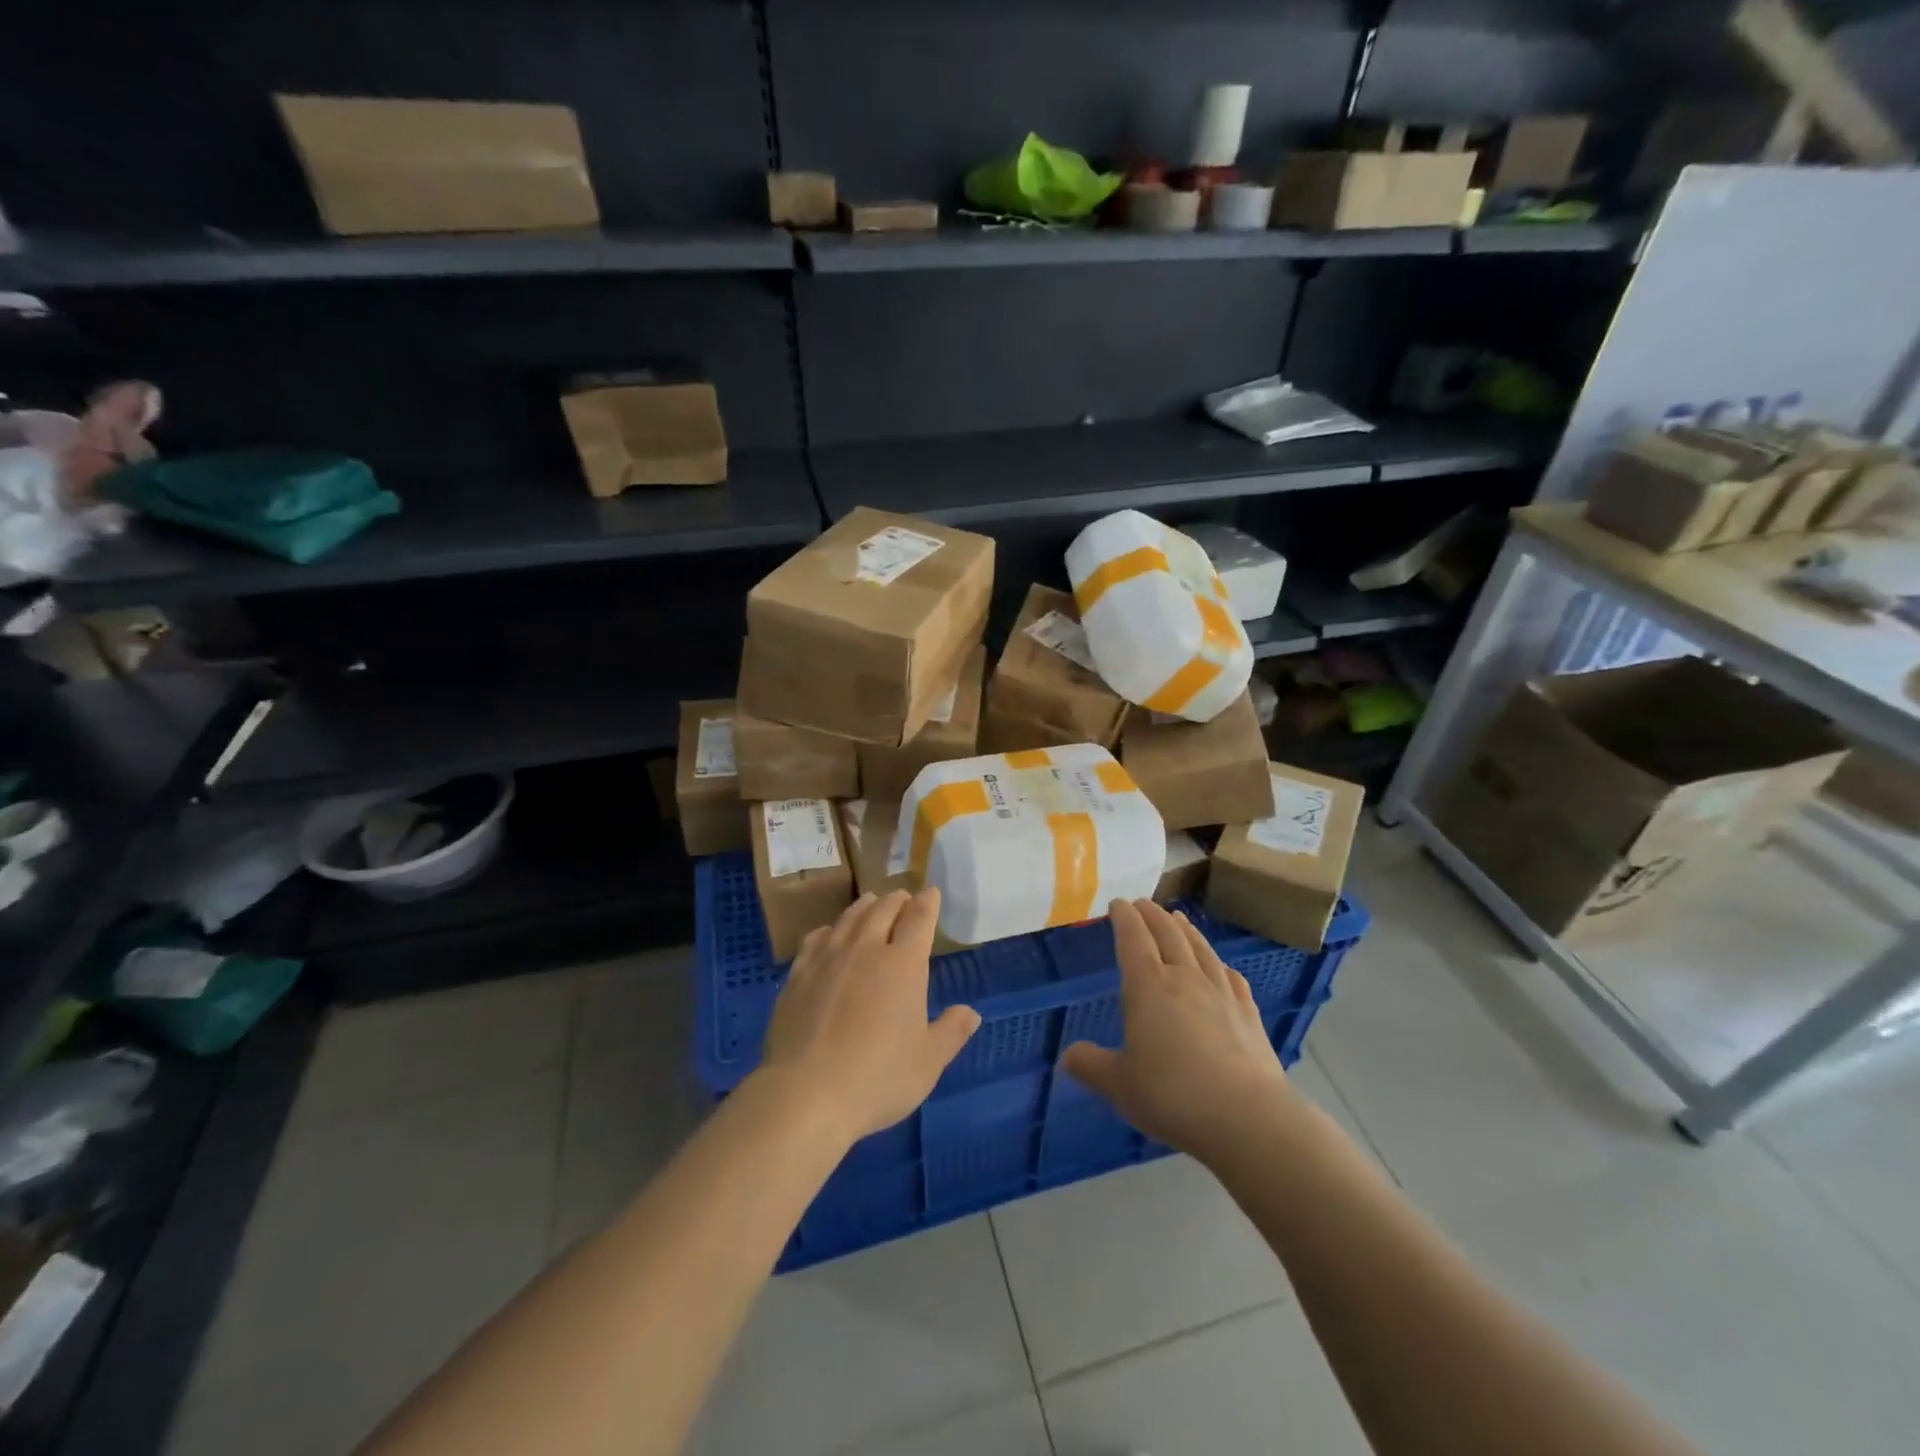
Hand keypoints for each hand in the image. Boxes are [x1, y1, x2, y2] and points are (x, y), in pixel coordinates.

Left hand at [757, 889, 980, 1146]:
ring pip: (849, 919)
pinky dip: (830, 929)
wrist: (807, 1093)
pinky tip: (829, 933)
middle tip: (903, 897)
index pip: (919, 919)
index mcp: (903, 964)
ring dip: (865, 906)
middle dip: (897, 900)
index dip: (928, 903)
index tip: (932, 892)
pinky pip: (816, 939)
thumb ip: (951, 1032)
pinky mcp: (798, 975)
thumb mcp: (928, 1062)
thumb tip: (971, 1013)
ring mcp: (828, 959)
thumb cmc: (879, 1077)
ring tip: (871, 902)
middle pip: (883, 910)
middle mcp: (866, 949)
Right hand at [1062, 899, 1292, 1165]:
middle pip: (1168, 934)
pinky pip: (1230, 976)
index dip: (1124, 917)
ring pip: (1200, 948)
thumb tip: (1067, 1057)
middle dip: (1152, 915)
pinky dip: (1219, 963)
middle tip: (1143, 903)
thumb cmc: (1173, 1095)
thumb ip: (1091, 1066)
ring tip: (1177, 918)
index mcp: (1148, 986)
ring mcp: (1220, 992)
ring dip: (1186, 929)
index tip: (1118, 903)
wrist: (1247, 1117)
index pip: (1133, 938)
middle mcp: (1184, 978)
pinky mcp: (1248, 1012)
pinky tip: (1221, 966)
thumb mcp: (1119, 1084)